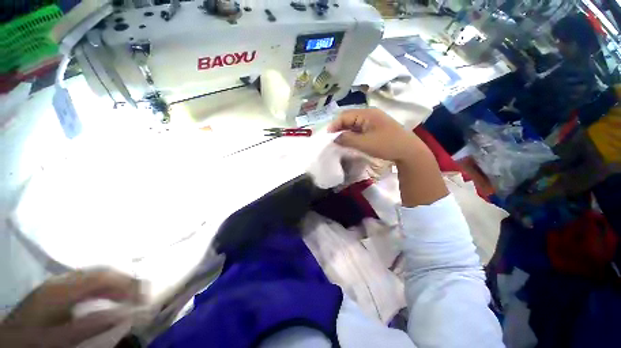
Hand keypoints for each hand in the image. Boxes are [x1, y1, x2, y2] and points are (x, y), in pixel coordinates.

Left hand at [0, 269, 142, 347]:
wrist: (10, 340)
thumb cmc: (37, 340)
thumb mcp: (62, 338)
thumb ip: (93, 325)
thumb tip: (127, 313)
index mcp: (63, 287)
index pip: (104, 276)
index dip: (128, 283)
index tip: (145, 296)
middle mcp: (64, 279)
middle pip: (102, 271)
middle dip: (126, 281)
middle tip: (143, 295)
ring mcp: (60, 282)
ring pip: (96, 275)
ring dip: (116, 284)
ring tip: (130, 297)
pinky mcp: (59, 288)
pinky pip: (88, 282)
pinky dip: (104, 288)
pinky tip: (109, 298)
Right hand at [328, 108, 423, 162]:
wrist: (408, 151)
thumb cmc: (386, 145)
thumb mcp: (364, 143)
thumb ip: (347, 139)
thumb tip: (335, 138)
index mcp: (366, 114)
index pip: (345, 115)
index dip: (334, 124)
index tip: (327, 135)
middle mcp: (369, 114)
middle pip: (349, 118)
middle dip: (339, 127)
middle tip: (331, 138)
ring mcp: (373, 120)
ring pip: (354, 123)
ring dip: (346, 131)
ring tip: (338, 140)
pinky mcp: (376, 127)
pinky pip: (360, 128)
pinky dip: (353, 133)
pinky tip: (350, 140)